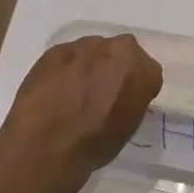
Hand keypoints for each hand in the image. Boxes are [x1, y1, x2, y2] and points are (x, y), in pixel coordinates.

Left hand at [0, 34, 162, 191]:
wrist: (46, 146)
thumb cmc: (94, 144)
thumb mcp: (128, 126)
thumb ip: (132, 100)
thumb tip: (121, 96)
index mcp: (142, 69)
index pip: (147, 72)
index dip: (136, 88)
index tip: (126, 102)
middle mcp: (117, 49)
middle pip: (120, 54)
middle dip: (113, 68)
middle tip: (101, 93)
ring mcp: (83, 46)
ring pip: (92, 52)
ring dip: (88, 67)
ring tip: (73, 94)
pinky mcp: (55, 50)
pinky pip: (67, 57)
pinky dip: (64, 70)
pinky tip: (55, 91)